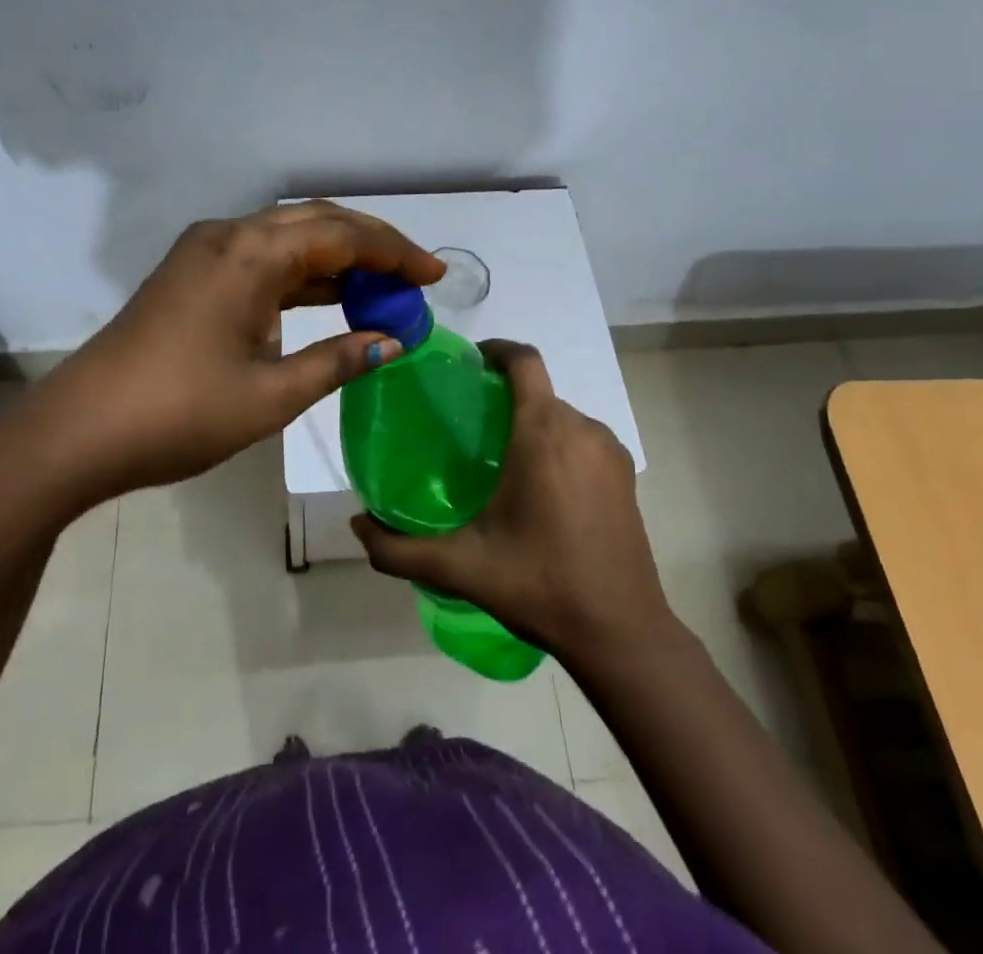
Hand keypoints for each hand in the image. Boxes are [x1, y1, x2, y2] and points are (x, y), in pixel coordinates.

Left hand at [10, 201, 441, 516]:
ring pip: (286, 237)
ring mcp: (204, 252)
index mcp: (250, 253)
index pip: (341, 235)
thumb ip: (336, 361)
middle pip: (315, 222)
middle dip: (370, 246)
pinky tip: (327, 298)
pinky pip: (260, 258)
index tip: (434, 277)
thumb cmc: (179, 414)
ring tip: (381, 289)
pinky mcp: (191, 274)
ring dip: (335, 257)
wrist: (79, 432)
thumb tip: (391, 342)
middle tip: (413, 278)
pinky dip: (300, 273)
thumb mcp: (270, 395)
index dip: (394, 253)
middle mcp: (227, 236)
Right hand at [351, 340, 675, 665]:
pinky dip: (557, 444)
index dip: (494, 350)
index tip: (465, 366)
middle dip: (503, 395)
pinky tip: (537, 487)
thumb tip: (356, 525)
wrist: (621, 634)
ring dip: (530, 422)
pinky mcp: (626, 476)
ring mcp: (610, 452)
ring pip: (561, 415)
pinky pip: (582, 439)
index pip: (524, 360)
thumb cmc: (539, 584)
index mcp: (544, 432)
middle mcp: (582, 429)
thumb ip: (399, 548)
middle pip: (538, 389)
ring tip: (498, 459)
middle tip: (466, 427)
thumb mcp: (461, 567)